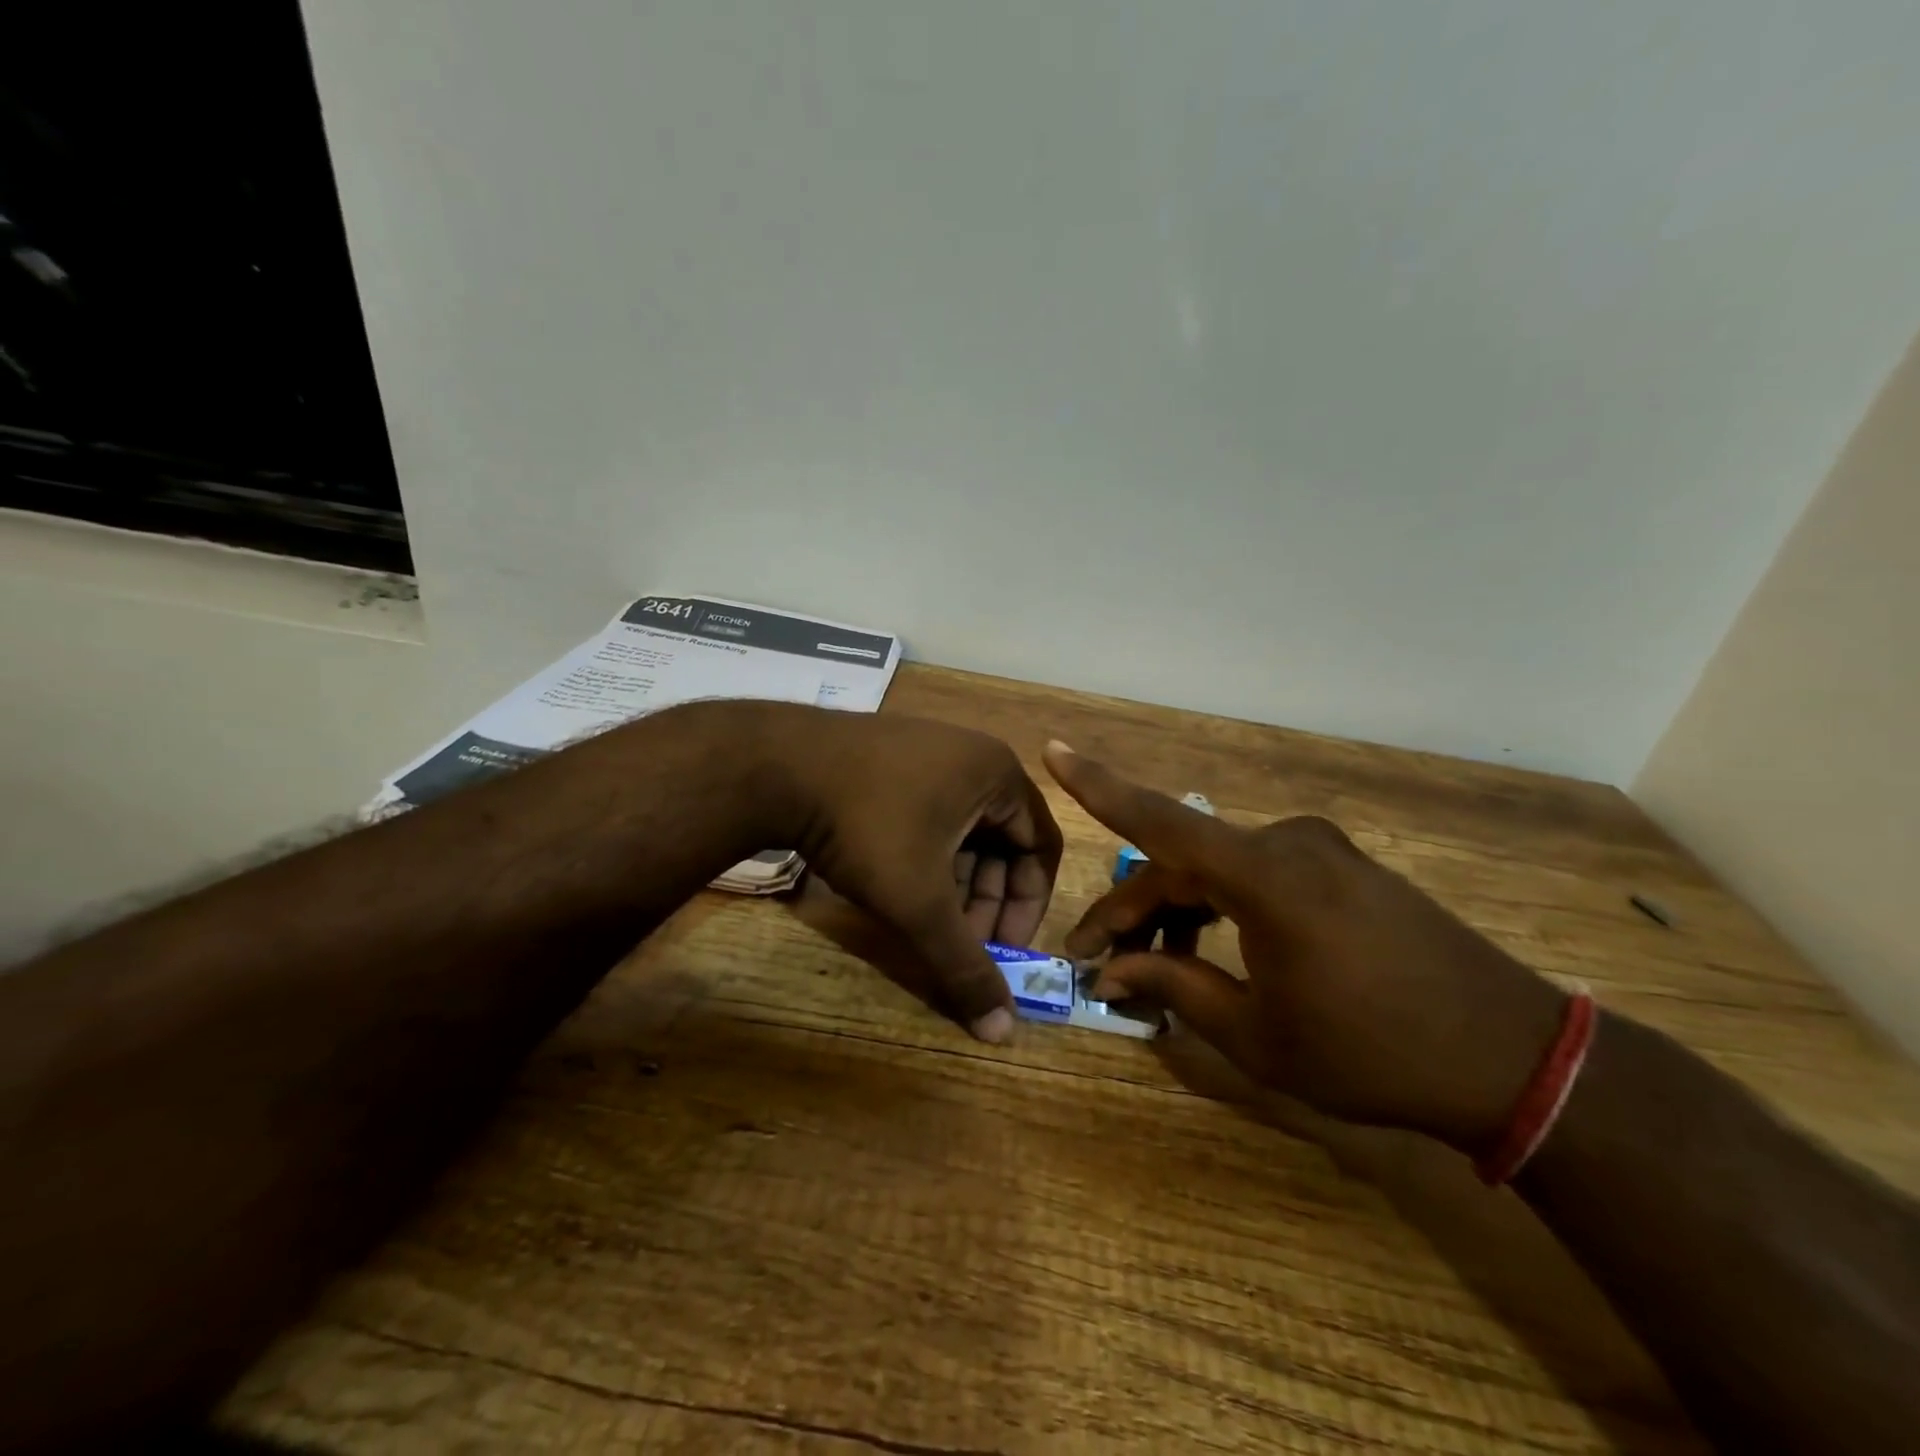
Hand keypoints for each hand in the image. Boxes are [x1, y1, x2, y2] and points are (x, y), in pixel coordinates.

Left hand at [772, 710, 1062, 1043]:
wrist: (776, 767)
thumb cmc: (868, 827)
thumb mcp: (920, 903)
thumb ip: (963, 965)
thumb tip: (1001, 1031)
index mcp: (998, 774)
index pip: (1042, 848)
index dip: (1027, 906)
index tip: (1002, 949)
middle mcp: (971, 755)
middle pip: (1001, 841)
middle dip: (985, 900)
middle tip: (962, 943)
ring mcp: (928, 751)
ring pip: (962, 832)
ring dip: (955, 884)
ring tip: (928, 923)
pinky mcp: (891, 759)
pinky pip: (930, 815)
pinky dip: (927, 858)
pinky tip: (899, 888)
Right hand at [1042, 741, 1565, 1150]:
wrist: (1513, 1058)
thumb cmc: (1372, 1054)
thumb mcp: (1258, 1035)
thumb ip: (1176, 988)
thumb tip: (1113, 971)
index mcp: (1265, 877)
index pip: (1159, 822)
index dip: (1100, 787)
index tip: (1054, 749)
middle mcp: (1287, 844)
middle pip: (1183, 864)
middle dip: (1134, 910)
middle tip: (1096, 960)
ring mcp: (1320, 850)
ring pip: (1219, 871)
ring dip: (1179, 911)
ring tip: (1152, 967)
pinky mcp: (1342, 866)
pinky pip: (1258, 876)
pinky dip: (1223, 906)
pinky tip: (1210, 949)